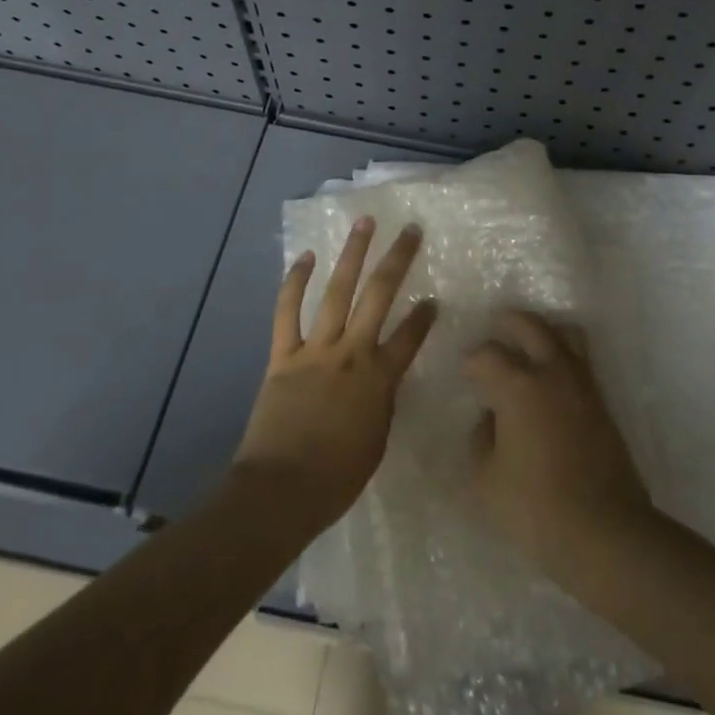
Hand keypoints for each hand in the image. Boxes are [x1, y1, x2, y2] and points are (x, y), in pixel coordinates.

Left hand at [231, 217, 436, 532]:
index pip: (411, 337)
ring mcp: (316, 349)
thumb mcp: (376, 441)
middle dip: (397, 259)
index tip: (433, 298)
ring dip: (352, 254)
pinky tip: (304, 257)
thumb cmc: (336, 478)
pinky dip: (294, 282)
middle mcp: (352, 353)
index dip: (425, 317)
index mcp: (380, 379)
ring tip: (363, 223)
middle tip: (409, 229)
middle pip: (379, 295)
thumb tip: (381, 381)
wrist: (280, 490)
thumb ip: (382, 403)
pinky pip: (288, 311)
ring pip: (337, 291)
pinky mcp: (284, 355)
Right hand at [464, 310, 654, 575]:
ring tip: (528, 345)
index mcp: (518, 385)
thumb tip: (490, 418)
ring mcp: (583, 384)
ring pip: (565, 334)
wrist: (604, 532)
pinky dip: (563, 355)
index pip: (488, 354)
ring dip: (543, 332)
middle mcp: (552, 372)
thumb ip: (481, 439)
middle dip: (508, 323)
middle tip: (495, 330)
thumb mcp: (486, 479)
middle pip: (531, 325)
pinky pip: (580, 360)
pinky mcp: (602, 402)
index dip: (472, 361)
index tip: (466, 374)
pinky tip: (550, 379)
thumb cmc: (535, 508)